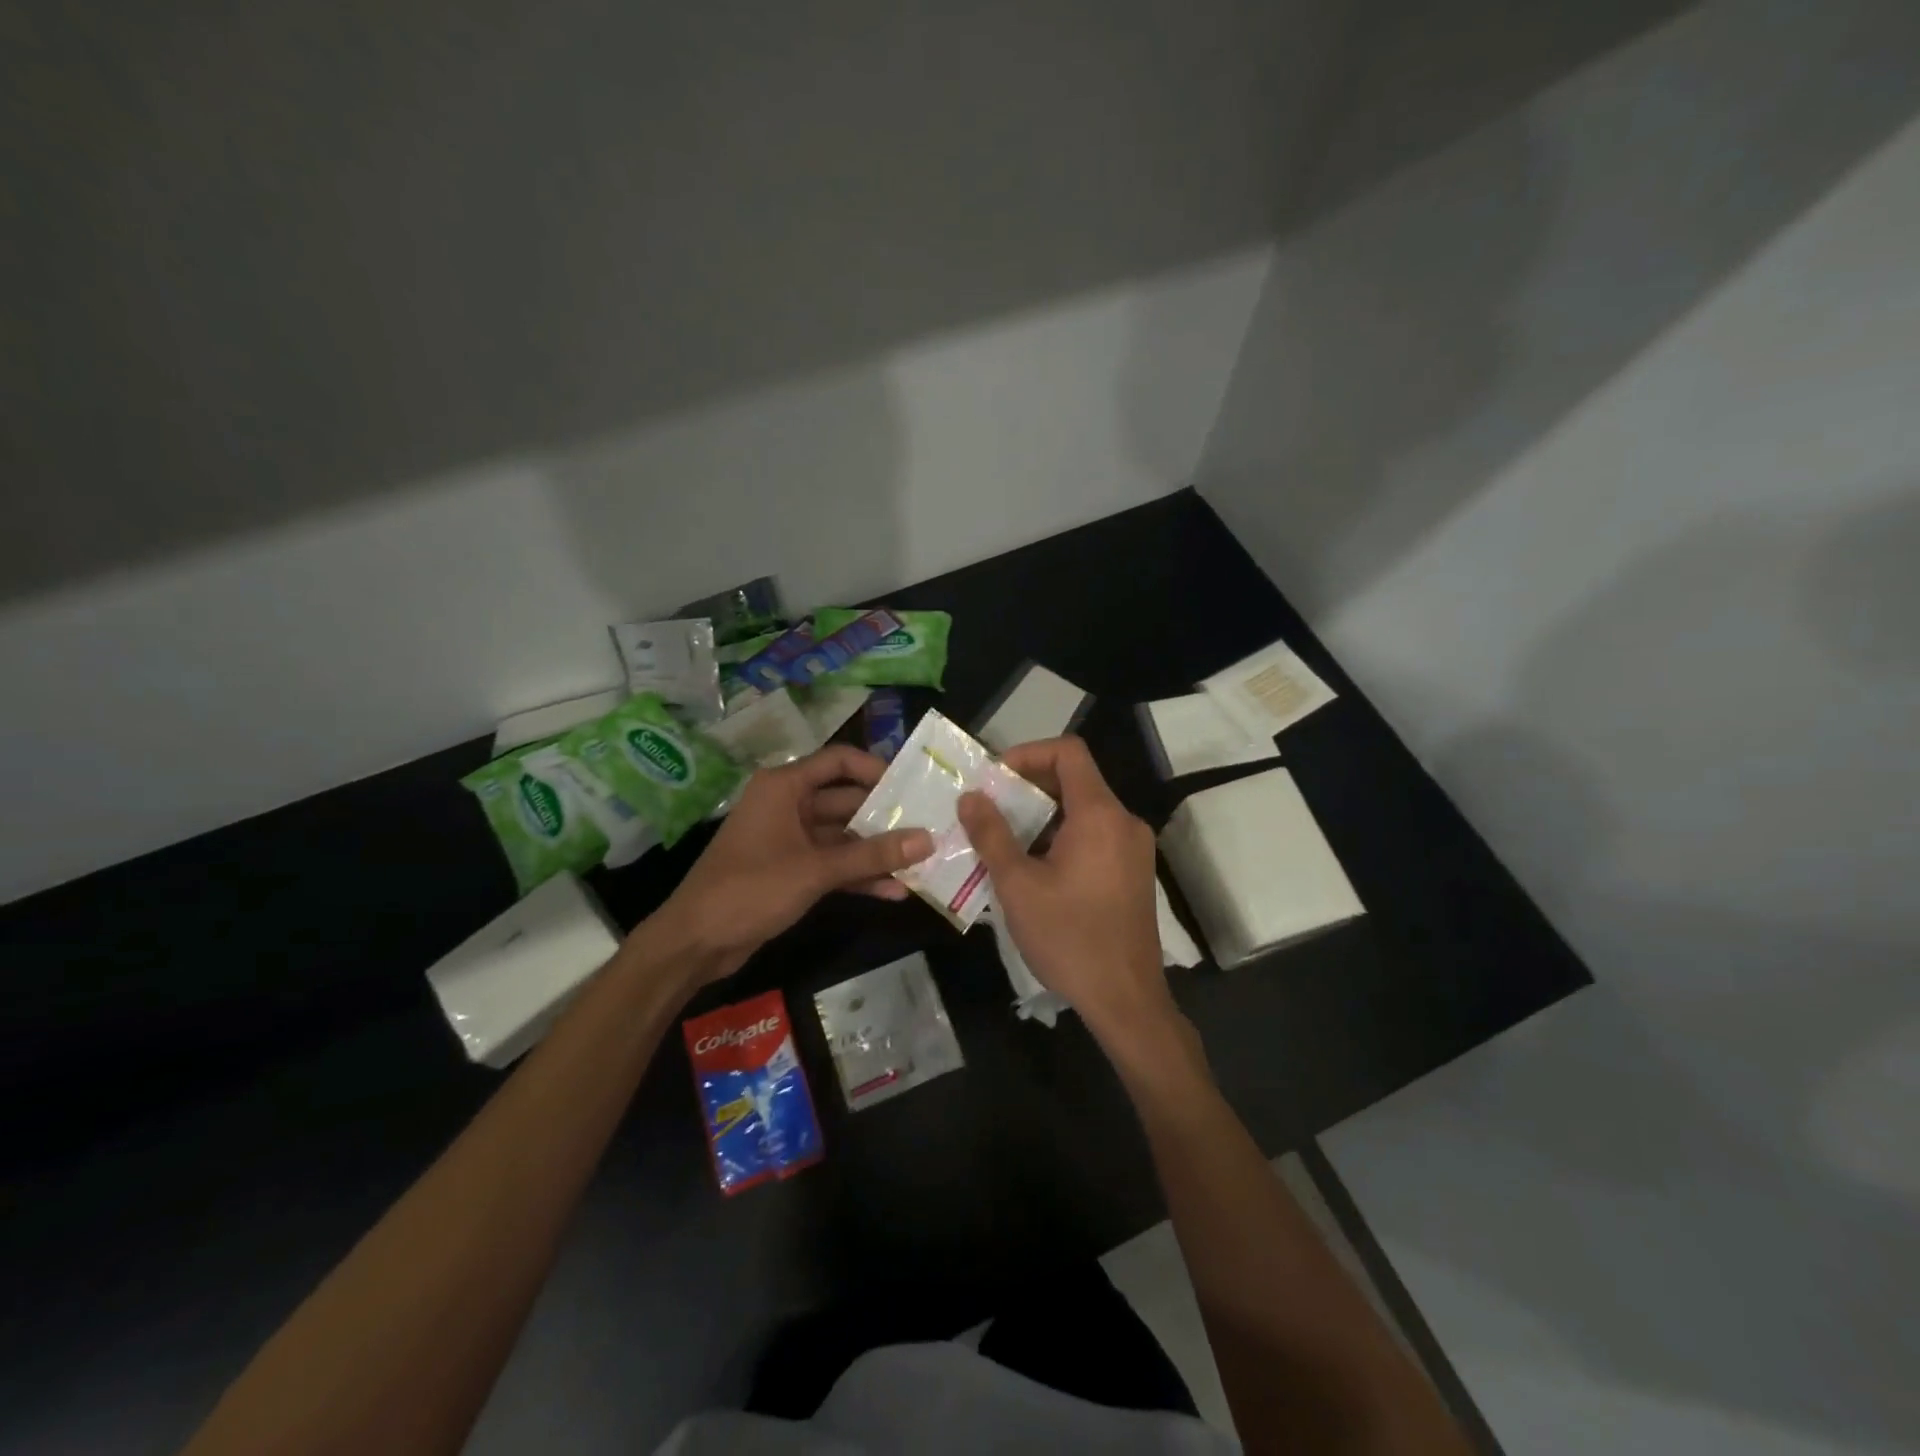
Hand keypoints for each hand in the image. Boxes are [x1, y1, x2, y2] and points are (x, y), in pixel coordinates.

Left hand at [654, 745, 931, 979]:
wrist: (696, 942)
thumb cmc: (751, 889)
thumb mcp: (816, 870)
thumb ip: (872, 855)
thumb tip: (928, 838)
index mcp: (784, 787)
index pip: (839, 761)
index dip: (876, 769)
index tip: (913, 786)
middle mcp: (788, 805)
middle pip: (846, 800)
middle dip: (885, 817)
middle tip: (929, 827)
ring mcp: (789, 839)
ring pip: (843, 836)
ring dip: (876, 851)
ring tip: (921, 862)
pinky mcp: (791, 870)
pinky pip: (833, 863)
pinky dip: (858, 875)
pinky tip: (894, 891)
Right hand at [958, 736, 1179, 1051]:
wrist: (1126, 999)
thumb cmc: (1069, 938)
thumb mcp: (1018, 885)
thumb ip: (991, 834)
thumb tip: (969, 796)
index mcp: (1100, 814)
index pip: (1068, 751)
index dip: (1028, 753)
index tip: (995, 778)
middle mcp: (1124, 821)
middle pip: (1076, 779)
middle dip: (1029, 787)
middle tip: (989, 808)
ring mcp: (1133, 848)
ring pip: (1084, 810)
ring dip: (1043, 815)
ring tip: (1003, 838)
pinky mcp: (1133, 872)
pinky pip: (1095, 835)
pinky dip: (1062, 836)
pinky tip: (1033, 866)